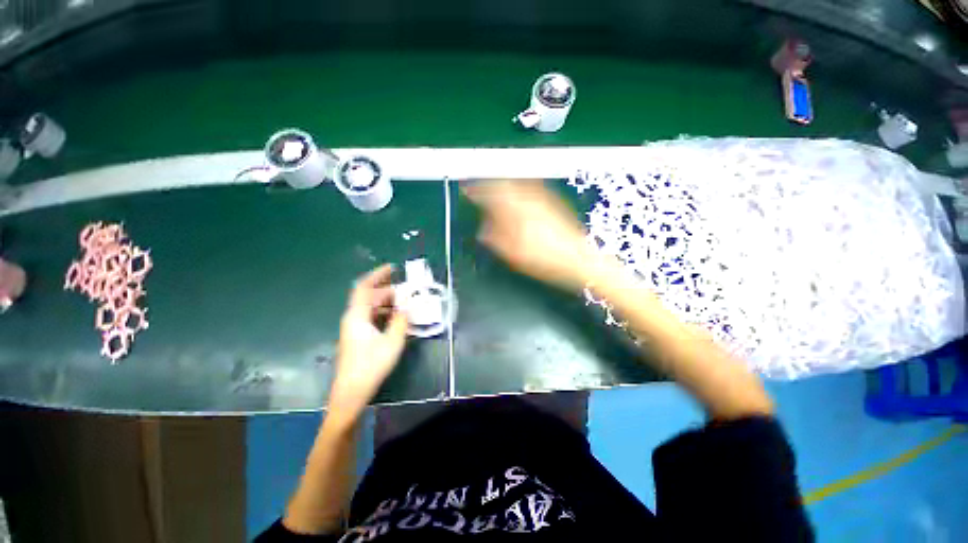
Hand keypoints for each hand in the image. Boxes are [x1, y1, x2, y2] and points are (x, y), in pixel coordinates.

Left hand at [329, 264, 408, 419]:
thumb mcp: (392, 341)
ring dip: (387, 302)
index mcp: (357, 316)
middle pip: (369, 297)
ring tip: (405, 303)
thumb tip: (408, 305)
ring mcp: (354, 329)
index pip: (364, 287)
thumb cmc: (371, 365)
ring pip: (370, 308)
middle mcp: (353, 319)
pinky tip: (396, 318)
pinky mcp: (357, 338)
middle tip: (407, 290)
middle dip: (388, 290)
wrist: (351, 393)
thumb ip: (401, 320)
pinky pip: (371, 318)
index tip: (392, 268)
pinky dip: (384, 313)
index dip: (377, 275)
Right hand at [463, 180, 596, 292]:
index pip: (491, 194)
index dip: (476, 191)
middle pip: (504, 184)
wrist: (579, 258)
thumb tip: (483, 231)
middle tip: (481, 192)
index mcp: (517, 212)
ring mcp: (543, 199)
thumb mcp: (515, 255)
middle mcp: (529, 200)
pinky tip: (518, 200)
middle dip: (489, 186)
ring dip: (504, 186)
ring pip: (517, 184)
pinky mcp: (552, 202)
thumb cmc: (548, 260)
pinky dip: (518, 190)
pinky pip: (530, 188)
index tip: (468, 191)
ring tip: (497, 195)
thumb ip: (496, 240)